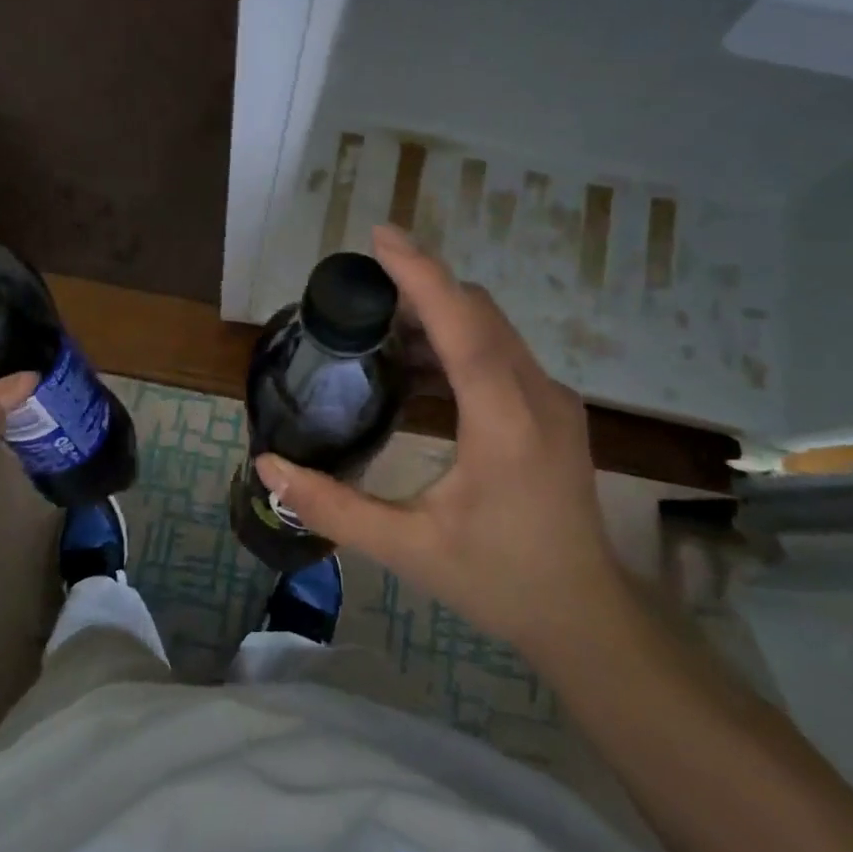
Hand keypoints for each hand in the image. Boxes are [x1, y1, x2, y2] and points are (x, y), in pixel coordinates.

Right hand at [254, 225, 622, 656]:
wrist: (585, 614)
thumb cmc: (497, 580)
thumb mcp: (407, 547)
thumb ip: (333, 506)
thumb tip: (268, 467)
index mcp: (504, 420)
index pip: (461, 324)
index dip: (420, 274)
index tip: (380, 237)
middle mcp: (536, 395)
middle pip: (478, 312)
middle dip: (421, 288)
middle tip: (360, 294)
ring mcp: (552, 400)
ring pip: (491, 329)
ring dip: (438, 314)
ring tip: (379, 327)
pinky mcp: (553, 411)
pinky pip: (500, 353)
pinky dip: (457, 341)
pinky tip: (418, 370)